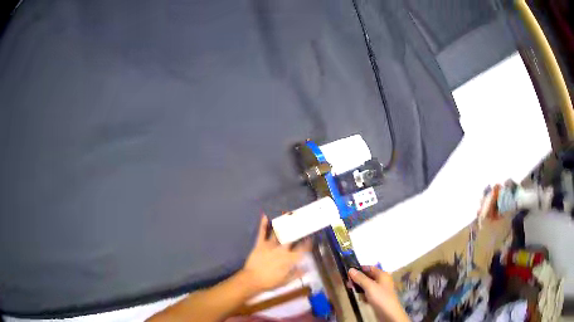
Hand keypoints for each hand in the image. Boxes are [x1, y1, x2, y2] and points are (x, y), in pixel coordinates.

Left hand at [241, 215, 311, 292]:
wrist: (252, 280)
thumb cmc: (270, 282)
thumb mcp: (286, 281)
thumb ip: (297, 273)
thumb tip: (307, 268)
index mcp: (289, 259)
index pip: (302, 249)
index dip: (308, 243)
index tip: (311, 237)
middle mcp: (282, 250)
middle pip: (292, 237)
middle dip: (298, 228)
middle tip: (302, 220)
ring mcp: (270, 246)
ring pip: (279, 232)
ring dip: (283, 223)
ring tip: (288, 214)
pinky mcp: (260, 244)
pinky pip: (262, 233)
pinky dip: (263, 224)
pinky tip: (265, 215)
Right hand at [349, 266, 409, 321]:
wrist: (388, 313)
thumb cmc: (380, 297)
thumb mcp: (369, 286)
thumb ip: (360, 278)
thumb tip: (351, 269)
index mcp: (382, 275)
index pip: (370, 268)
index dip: (360, 269)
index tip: (349, 272)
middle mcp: (382, 280)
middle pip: (368, 277)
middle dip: (358, 279)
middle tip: (348, 283)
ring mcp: (380, 289)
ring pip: (367, 286)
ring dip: (360, 287)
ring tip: (352, 290)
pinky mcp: (378, 298)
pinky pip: (368, 293)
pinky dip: (363, 295)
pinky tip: (360, 298)